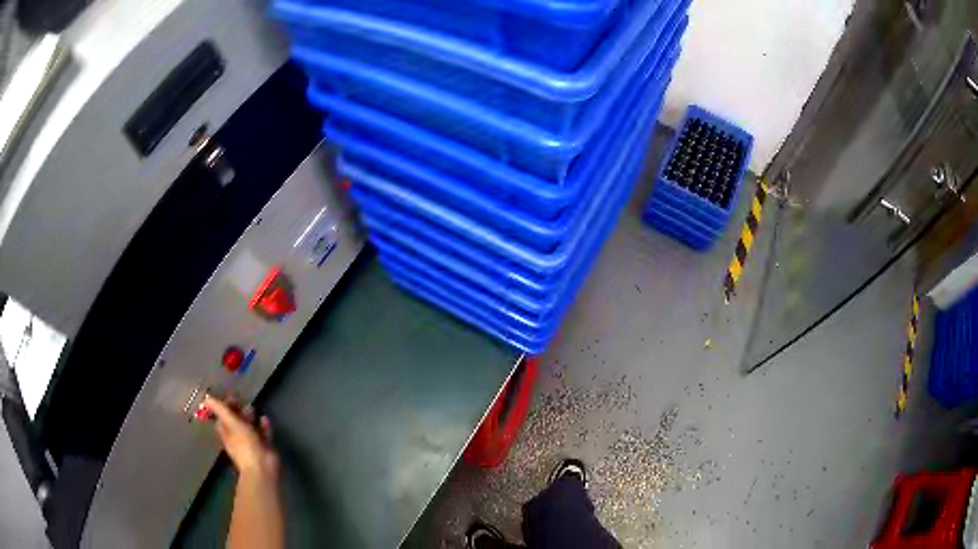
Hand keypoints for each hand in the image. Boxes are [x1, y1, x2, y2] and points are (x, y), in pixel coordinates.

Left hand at [205, 395, 279, 479]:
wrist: (263, 466)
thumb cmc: (245, 444)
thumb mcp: (231, 423)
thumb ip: (220, 409)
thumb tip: (206, 397)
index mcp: (227, 433)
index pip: (222, 418)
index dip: (225, 408)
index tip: (231, 397)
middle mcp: (237, 438)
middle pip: (236, 422)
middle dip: (238, 412)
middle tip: (243, 401)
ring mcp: (251, 443)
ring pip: (249, 427)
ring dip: (250, 418)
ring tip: (253, 408)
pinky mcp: (264, 446)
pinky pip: (263, 433)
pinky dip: (263, 426)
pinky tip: (265, 419)